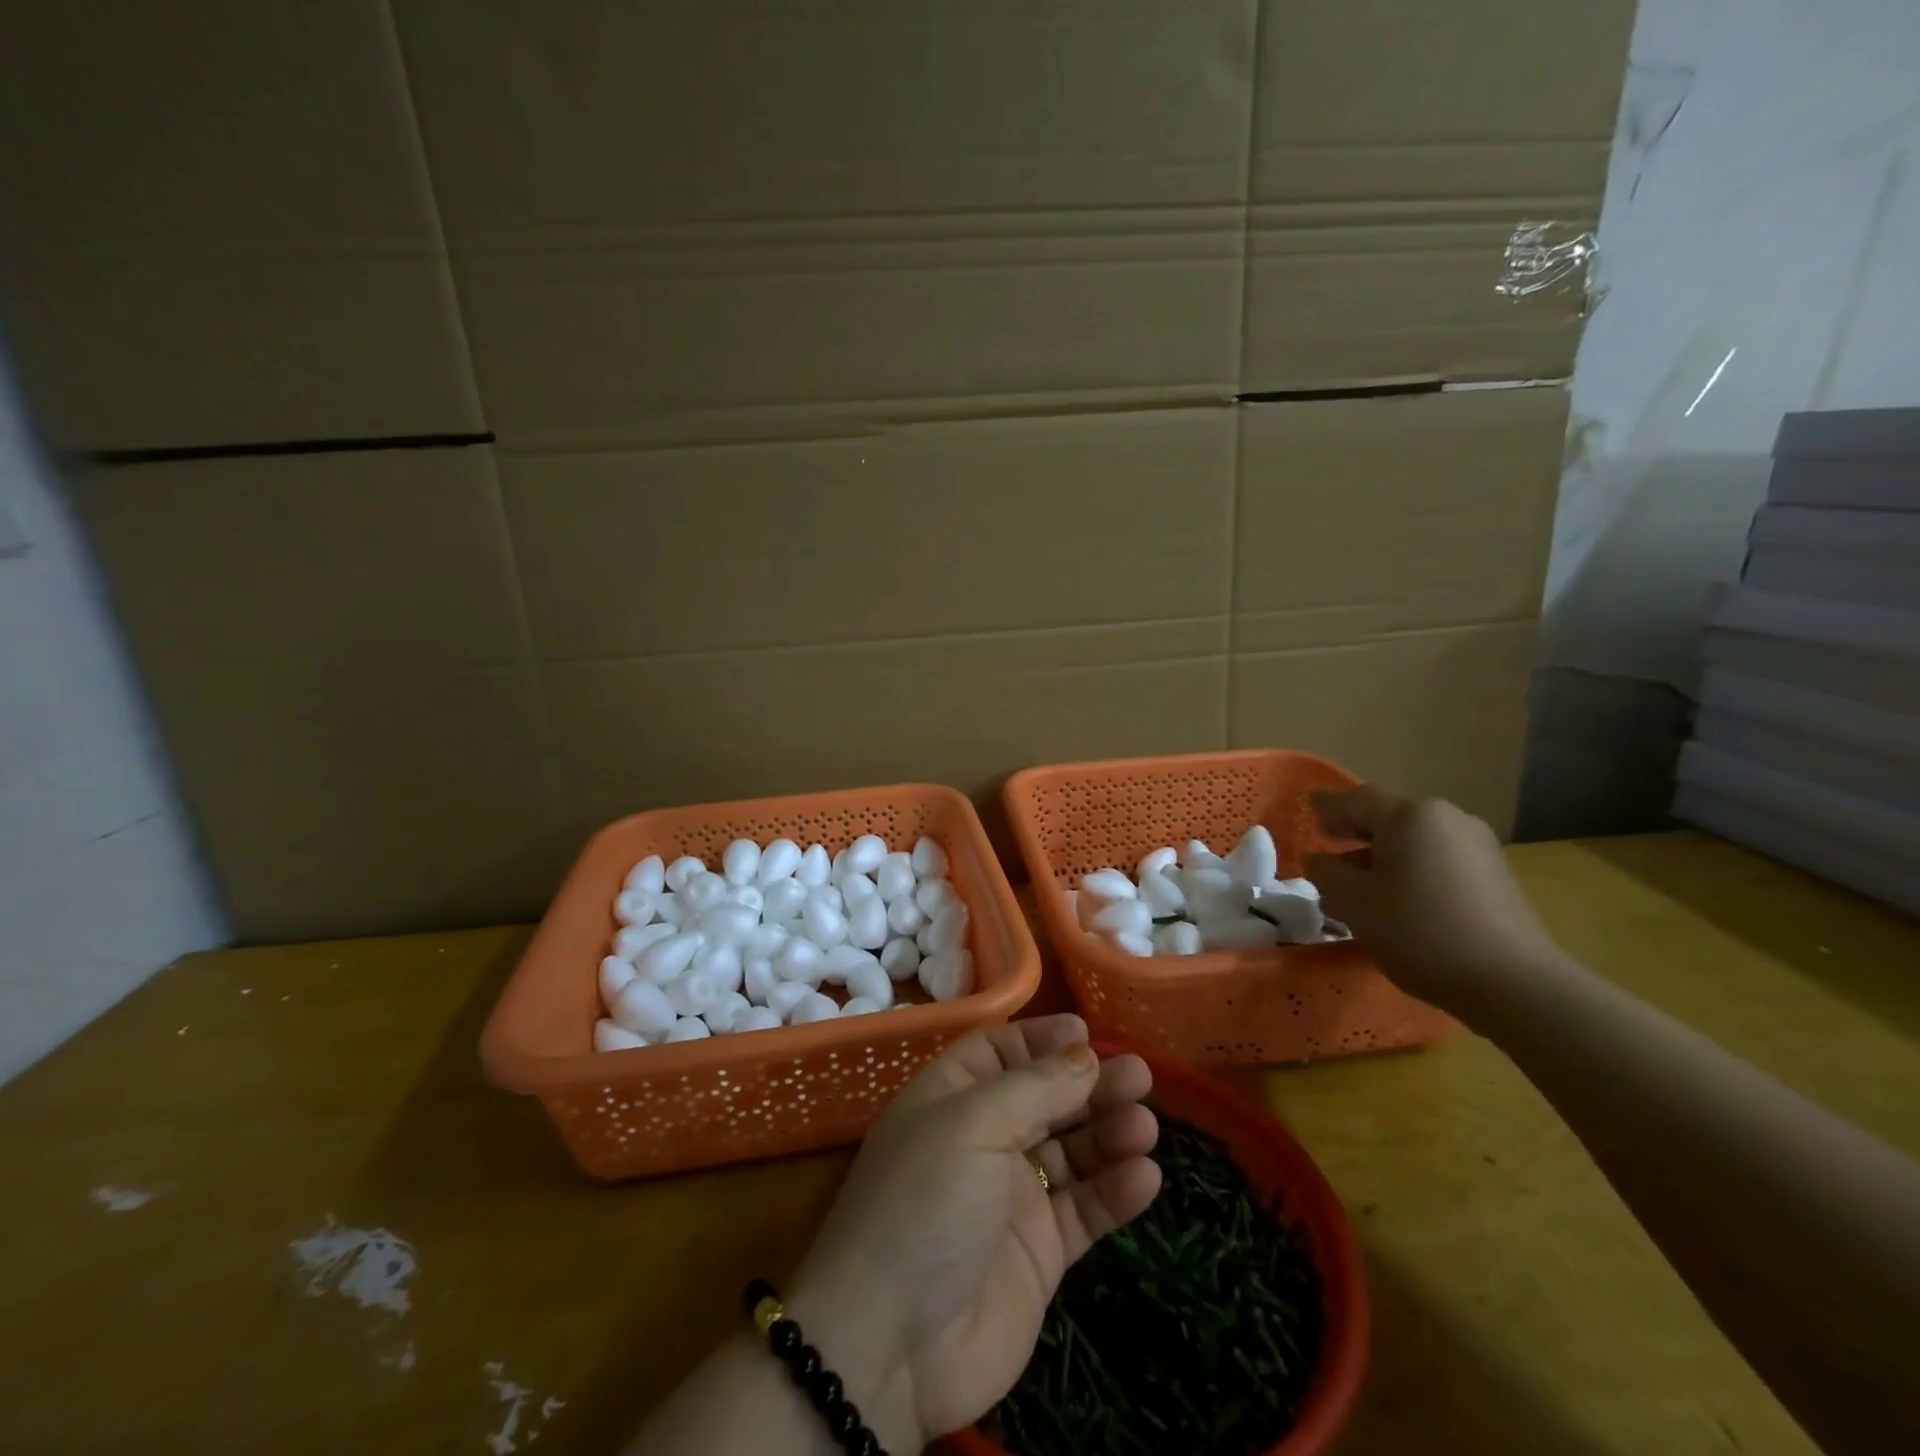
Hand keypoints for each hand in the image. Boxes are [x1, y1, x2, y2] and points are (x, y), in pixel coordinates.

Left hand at [787, 1015, 1160, 1450]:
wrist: (893, 1346)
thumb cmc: (924, 1203)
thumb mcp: (972, 1124)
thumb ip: (1035, 1088)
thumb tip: (1086, 1054)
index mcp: (951, 1099)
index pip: (999, 1053)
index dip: (1041, 1040)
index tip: (1088, 1032)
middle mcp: (982, 1140)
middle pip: (1045, 1098)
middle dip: (1090, 1084)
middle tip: (1140, 1076)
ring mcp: (1011, 1197)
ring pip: (1071, 1152)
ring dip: (1109, 1134)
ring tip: (1145, 1126)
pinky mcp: (1039, 1253)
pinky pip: (1084, 1210)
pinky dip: (1114, 1192)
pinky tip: (1144, 1177)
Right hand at [1307, 785, 1562, 1016]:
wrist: (1514, 983)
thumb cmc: (1419, 931)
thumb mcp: (1354, 903)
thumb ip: (1327, 873)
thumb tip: (1320, 860)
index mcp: (1410, 816)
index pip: (1358, 799)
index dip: (1329, 806)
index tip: (1309, 811)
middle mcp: (1448, 818)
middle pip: (1390, 816)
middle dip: (1356, 831)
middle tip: (1329, 843)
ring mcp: (1478, 846)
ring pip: (1416, 841)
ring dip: (1383, 854)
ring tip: (1359, 883)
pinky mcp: (1495, 876)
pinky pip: (1439, 859)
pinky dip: (1411, 869)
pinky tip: (1398, 898)